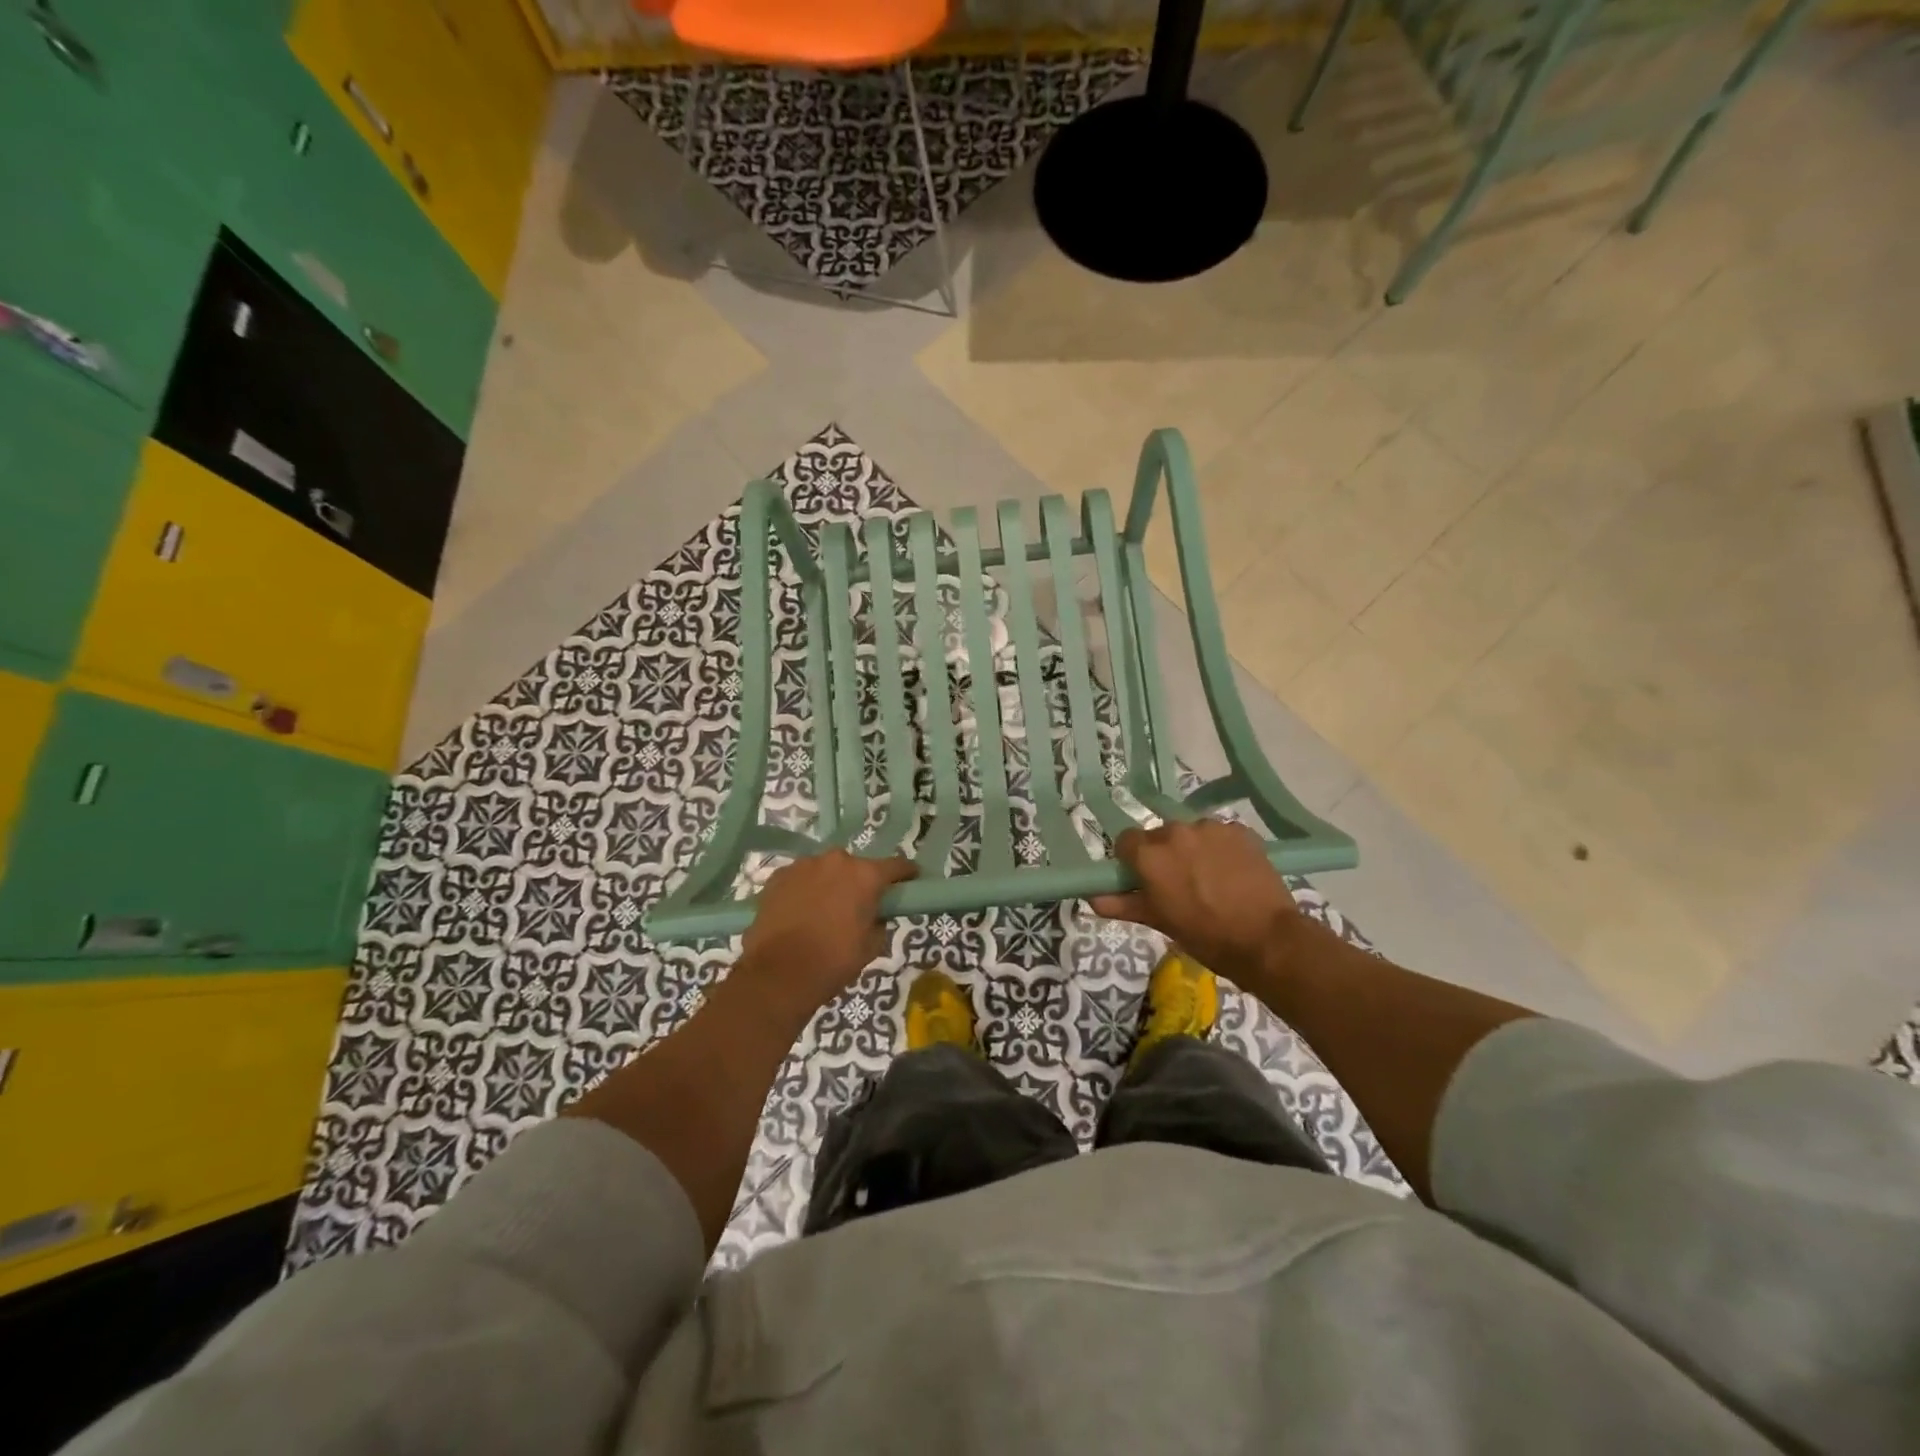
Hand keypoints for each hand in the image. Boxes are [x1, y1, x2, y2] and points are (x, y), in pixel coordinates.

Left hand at [739, 850, 917, 1012]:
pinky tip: (800, 911)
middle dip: (860, 881)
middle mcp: (836, 861)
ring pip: (825, 870)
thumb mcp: (871, 946)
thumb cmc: (833, 961)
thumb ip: (879, 922)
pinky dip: (804, 889)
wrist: (778, 974)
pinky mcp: (778, 877)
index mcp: (865, 875)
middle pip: (856, 866)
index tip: (910, 881)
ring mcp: (803, 865)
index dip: (906, 874)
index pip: (896, 866)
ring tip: (824, 910)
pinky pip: (800, 878)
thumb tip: (874, 914)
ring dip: (830, 883)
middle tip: (858, 904)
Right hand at [1089, 820, 1300, 977]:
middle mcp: (1175, 832)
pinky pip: (1220, 835)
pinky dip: (1221, 848)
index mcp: (1150, 854)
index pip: (1126, 841)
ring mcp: (1210, 828)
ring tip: (1211, 878)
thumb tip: (1091, 897)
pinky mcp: (1239, 830)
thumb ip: (1121, 903)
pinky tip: (1232, 872)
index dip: (1132, 859)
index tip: (1143, 878)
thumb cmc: (1204, 936)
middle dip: (1164, 854)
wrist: (1266, 940)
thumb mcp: (1158, 921)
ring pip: (1191, 833)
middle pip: (1160, 835)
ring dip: (1193, 849)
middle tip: (1179, 883)